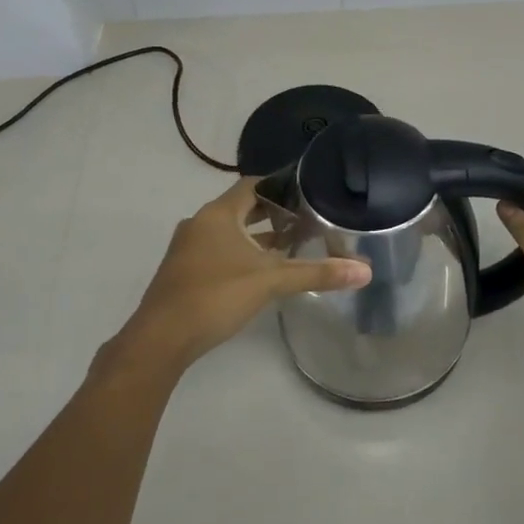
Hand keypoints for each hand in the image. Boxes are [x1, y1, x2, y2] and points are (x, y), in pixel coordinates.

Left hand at [113, 178, 369, 375]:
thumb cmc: (214, 296)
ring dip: (257, 235)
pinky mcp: (184, 272)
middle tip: (307, 215)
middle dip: (273, 212)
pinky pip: (219, 250)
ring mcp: (188, 248)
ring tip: (291, 242)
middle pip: (242, 207)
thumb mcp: (270, 281)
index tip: (308, 188)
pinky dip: (242, 252)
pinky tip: (261, 271)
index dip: (281, 184)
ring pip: (230, 231)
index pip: (253, 185)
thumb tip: (364, 270)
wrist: (159, 340)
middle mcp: (201, 223)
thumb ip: (316, 273)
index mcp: (218, 214)